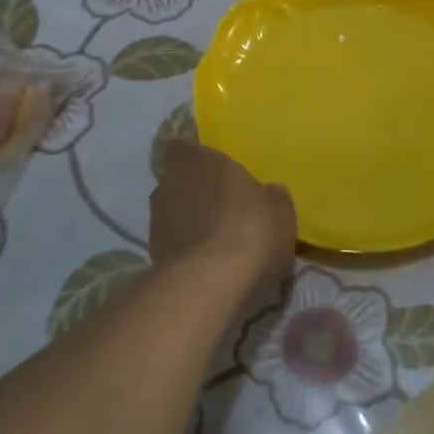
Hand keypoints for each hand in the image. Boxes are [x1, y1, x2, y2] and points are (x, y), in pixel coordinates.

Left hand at [149, 141, 296, 290]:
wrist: (209, 286)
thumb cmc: (250, 231)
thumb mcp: (281, 212)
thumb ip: (272, 197)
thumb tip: (270, 192)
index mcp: (201, 161)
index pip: (183, 148)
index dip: (194, 158)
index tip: (209, 169)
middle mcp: (172, 185)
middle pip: (178, 182)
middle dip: (195, 192)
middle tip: (220, 207)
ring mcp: (157, 222)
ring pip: (173, 214)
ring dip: (188, 223)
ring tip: (215, 241)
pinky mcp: (152, 257)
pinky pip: (173, 245)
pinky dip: (185, 250)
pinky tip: (207, 265)